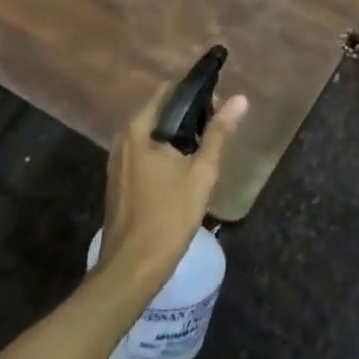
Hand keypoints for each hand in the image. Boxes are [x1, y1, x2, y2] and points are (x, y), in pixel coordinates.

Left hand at [98, 81, 247, 293]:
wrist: (132, 267)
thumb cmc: (168, 216)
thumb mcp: (201, 173)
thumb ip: (219, 133)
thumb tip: (240, 99)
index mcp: (139, 129)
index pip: (168, 91)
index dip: (195, 91)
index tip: (219, 100)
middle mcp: (124, 137)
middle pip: (160, 110)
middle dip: (189, 113)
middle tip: (218, 125)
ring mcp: (118, 159)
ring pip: (152, 132)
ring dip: (177, 132)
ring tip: (206, 145)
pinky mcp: (120, 178)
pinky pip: (145, 150)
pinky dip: (165, 149)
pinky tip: (184, 166)